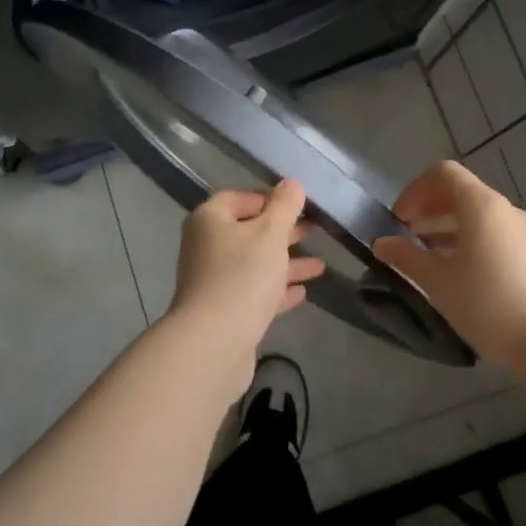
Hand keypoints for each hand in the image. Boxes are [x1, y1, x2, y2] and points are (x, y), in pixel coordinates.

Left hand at [169, 180, 325, 363]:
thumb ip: (284, 206)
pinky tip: (303, 292)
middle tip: (316, 230)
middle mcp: (206, 246)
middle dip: (282, 231)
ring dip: (285, 262)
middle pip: (247, 231)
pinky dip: (277, 289)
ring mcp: (213, 281)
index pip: (237, 197)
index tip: (297, 205)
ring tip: (320, 265)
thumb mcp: (270, 233)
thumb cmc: (242, 275)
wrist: (215, 342)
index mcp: (209, 220)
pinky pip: (254, 292)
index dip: (267, 197)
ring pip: (254, 264)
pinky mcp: (224, 312)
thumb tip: (291, 182)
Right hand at [372, 160, 525, 368]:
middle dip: (428, 209)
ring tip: (424, 256)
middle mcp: (505, 210)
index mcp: (482, 206)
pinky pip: (492, 233)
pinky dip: (467, 240)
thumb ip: (406, 257)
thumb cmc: (488, 304)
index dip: (414, 191)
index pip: (443, 174)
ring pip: (476, 215)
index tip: (398, 220)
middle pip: (460, 192)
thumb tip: (382, 243)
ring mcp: (523, 232)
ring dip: (446, 226)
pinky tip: (454, 271)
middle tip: (404, 236)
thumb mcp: (437, 281)